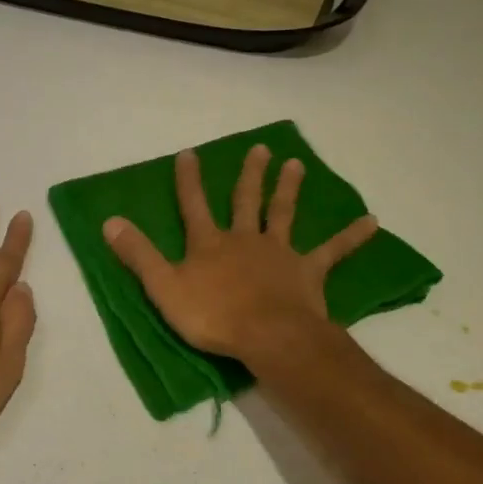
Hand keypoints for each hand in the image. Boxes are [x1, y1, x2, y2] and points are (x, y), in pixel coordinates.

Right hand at [102, 145, 377, 362]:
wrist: (267, 335)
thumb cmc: (213, 316)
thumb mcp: (163, 288)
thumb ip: (139, 255)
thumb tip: (109, 221)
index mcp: (210, 244)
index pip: (194, 206)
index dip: (189, 180)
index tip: (189, 152)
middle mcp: (245, 239)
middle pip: (246, 201)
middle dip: (249, 175)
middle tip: (259, 148)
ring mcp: (279, 253)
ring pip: (284, 214)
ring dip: (289, 188)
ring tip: (296, 163)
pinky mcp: (308, 271)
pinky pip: (333, 252)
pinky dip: (352, 237)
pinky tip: (373, 222)